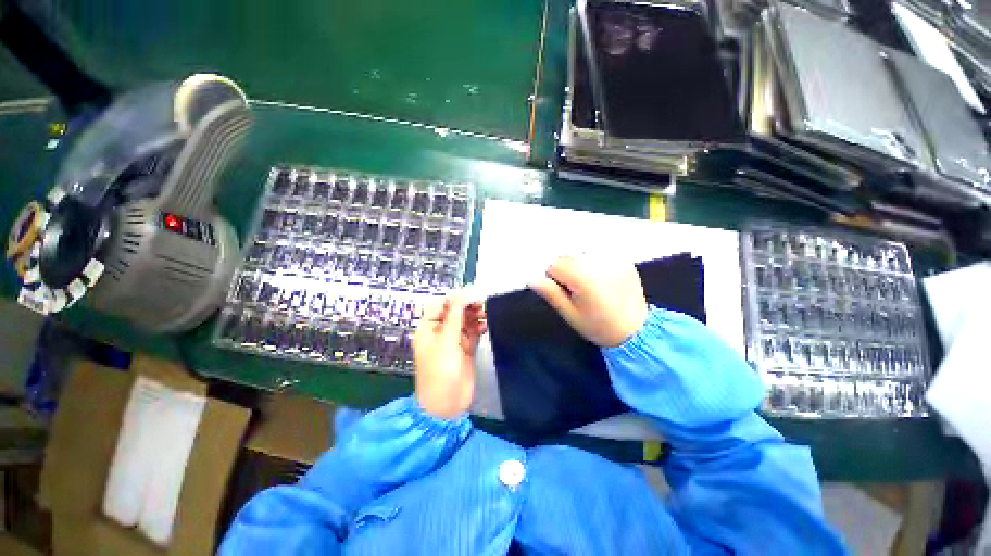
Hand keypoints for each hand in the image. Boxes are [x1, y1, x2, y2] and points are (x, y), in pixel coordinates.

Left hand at [413, 294, 486, 419]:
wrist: (447, 404)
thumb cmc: (440, 371)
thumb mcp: (446, 341)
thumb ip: (455, 316)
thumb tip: (464, 294)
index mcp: (428, 328)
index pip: (439, 305)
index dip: (454, 299)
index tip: (470, 295)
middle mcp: (440, 332)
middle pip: (454, 311)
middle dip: (466, 306)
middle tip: (480, 305)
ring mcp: (454, 341)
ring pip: (465, 321)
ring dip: (475, 315)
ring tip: (485, 314)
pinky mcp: (466, 349)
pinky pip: (473, 332)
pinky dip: (479, 327)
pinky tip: (485, 326)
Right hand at [530, 255, 648, 346]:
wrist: (635, 331)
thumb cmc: (598, 326)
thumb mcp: (570, 313)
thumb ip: (551, 293)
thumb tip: (531, 278)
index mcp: (583, 277)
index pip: (554, 265)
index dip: (554, 279)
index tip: (564, 292)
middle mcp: (598, 263)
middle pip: (568, 255)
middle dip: (566, 269)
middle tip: (577, 289)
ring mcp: (614, 259)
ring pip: (582, 251)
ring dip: (580, 263)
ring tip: (590, 283)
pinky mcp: (624, 259)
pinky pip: (600, 252)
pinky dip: (595, 261)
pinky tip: (602, 277)